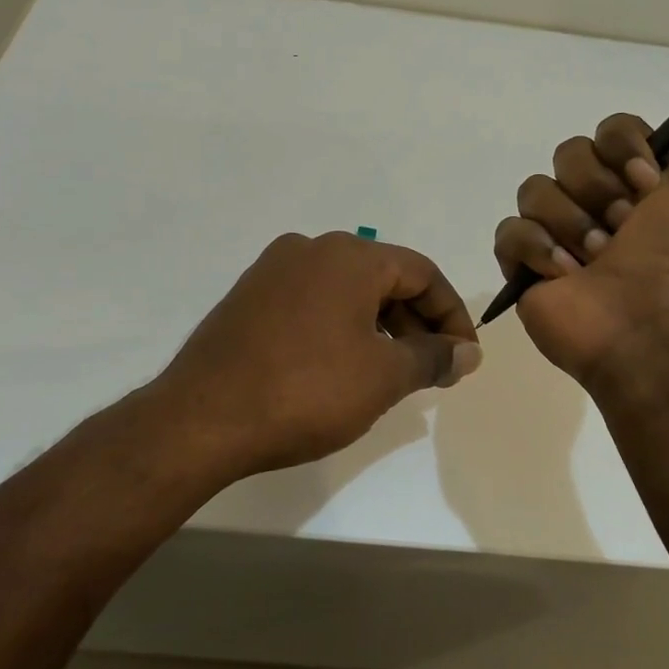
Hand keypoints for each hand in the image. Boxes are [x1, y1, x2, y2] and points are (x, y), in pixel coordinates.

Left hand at [154, 232, 480, 479]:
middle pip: (384, 278)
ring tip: (391, 374)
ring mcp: (273, 271)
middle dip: (416, 323)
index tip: (463, 357)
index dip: (452, 315)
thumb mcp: (383, 378)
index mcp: (349, 255)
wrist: (200, 420)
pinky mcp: (248, 298)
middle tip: (432, 370)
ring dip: (379, 327)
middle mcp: (310, 249)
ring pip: (346, 291)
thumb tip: (468, 352)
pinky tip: (342, 368)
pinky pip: (312, 303)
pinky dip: (340, 328)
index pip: (422, 273)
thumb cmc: (306, 391)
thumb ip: (433, 358)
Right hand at [493, 61, 668, 381]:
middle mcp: (596, 201)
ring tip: (596, 260)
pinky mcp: (524, 265)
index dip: (624, 148)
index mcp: (639, 181)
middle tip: (624, 229)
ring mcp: (556, 233)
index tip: (648, 183)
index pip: (610, 129)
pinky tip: (565, 274)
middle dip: (597, 190)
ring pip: (535, 189)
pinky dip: (536, 249)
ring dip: (572, 224)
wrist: (654, 329)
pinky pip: (509, 231)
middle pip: (569, 153)